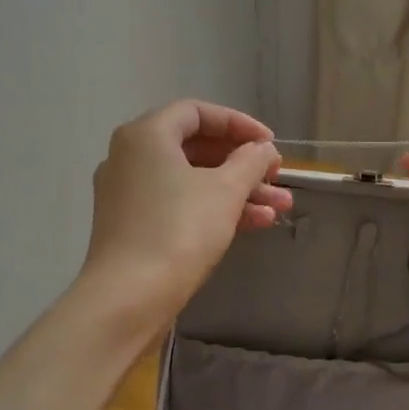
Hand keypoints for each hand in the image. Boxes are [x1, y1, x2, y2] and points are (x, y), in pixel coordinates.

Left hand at [80, 100, 290, 324]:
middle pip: (196, 148)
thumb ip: (250, 161)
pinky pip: (179, 205)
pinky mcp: (133, 226)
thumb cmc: (179, 231)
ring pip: (191, 181)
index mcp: (146, 135)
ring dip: (237, 191)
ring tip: (279, 208)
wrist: (130, 297)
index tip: (270, 144)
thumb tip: (262, 149)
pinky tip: (254, 224)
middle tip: (277, 177)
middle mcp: (130, 157)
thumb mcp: (225, 190)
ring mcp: (128, 194)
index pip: (197, 113)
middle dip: (243, 164)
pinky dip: (213, 209)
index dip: (239, 124)